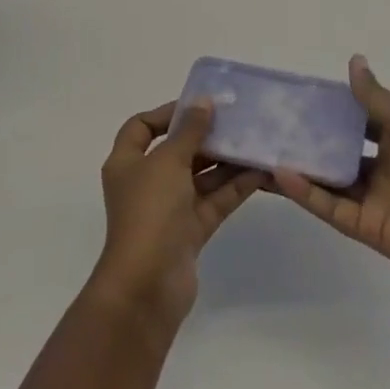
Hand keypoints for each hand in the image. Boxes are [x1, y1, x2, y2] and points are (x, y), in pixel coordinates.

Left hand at [88, 100, 261, 329]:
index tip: (199, 106)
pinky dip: (235, 186)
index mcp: (128, 162)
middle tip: (238, 120)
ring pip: (201, 176)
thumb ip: (189, 130)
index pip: (142, 127)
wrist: (147, 287)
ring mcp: (169, 208)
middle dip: (206, 136)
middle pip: (177, 150)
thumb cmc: (149, 212)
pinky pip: (215, 200)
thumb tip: (203, 101)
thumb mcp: (168, 162)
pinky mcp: (191, 230)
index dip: (167, 113)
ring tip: (256, 140)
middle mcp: (146, 182)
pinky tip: (261, 171)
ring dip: (226, 160)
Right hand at [273, 55, 389, 299]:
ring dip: (300, 165)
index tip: (297, 94)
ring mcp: (374, 198)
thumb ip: (376, 99)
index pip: (357, 117)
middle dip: (309, 138)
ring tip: (262, 149)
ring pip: (329, 179)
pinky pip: (331, 208)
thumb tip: (354, 60)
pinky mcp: (366, 228)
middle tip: (270, 123)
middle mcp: (383, 165)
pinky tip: (280, 174)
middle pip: (339, 149)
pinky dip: (306, 192)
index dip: (331, 107)